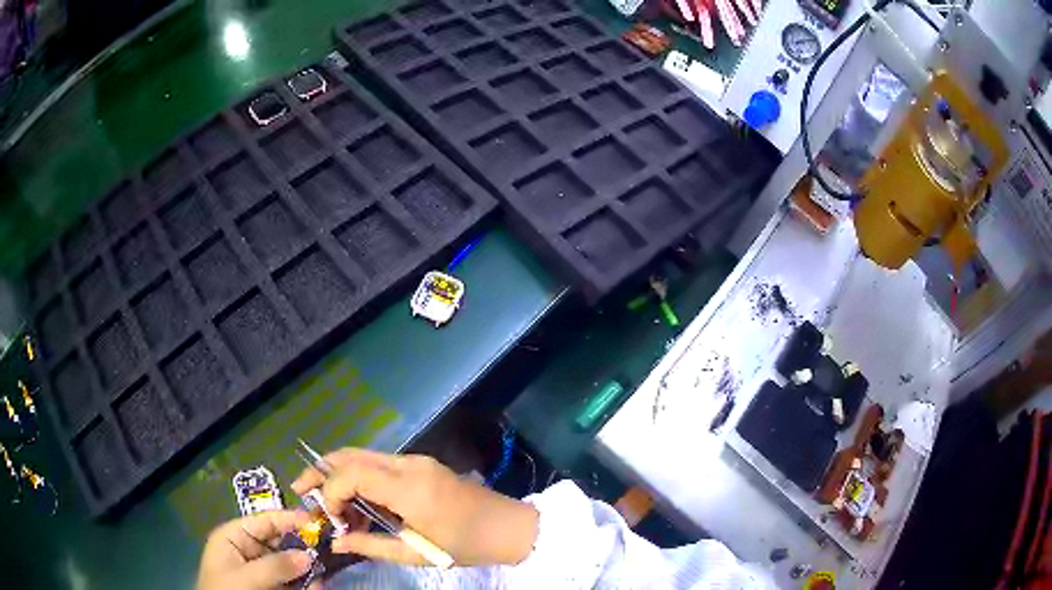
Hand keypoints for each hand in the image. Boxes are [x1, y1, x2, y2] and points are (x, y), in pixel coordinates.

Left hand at [197, 510, 313, 589]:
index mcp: (234, 537)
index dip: (289, 518)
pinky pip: (292, 581)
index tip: (316, 521)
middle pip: (280, 541)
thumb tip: (308, 555)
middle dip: (303, 546)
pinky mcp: (272, 587)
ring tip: (324, 572)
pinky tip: (317, 585)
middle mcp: (248, 550)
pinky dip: (306, 583)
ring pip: (290, 563)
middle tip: (327, 550)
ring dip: (308, 567)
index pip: (264, 521)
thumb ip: (275, 566)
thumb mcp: (246, 578)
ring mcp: (261, 571)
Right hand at [292, 448, 538, 566]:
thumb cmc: (465, 545)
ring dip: (340, 476)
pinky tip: (359, 503)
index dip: (329, 492)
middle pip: (351, 454)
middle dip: (321, 471)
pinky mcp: (421, 465)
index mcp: (408, 486)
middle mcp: (408, 464)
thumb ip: (370, 545)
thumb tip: (335, 543)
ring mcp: (416, 461)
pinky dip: (360, 478)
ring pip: (363, 456)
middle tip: (303, 492)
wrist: (509, 527)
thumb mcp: (416, 553)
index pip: (350, 473)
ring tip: (334, 508)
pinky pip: (380, 464)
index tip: (329, 518)